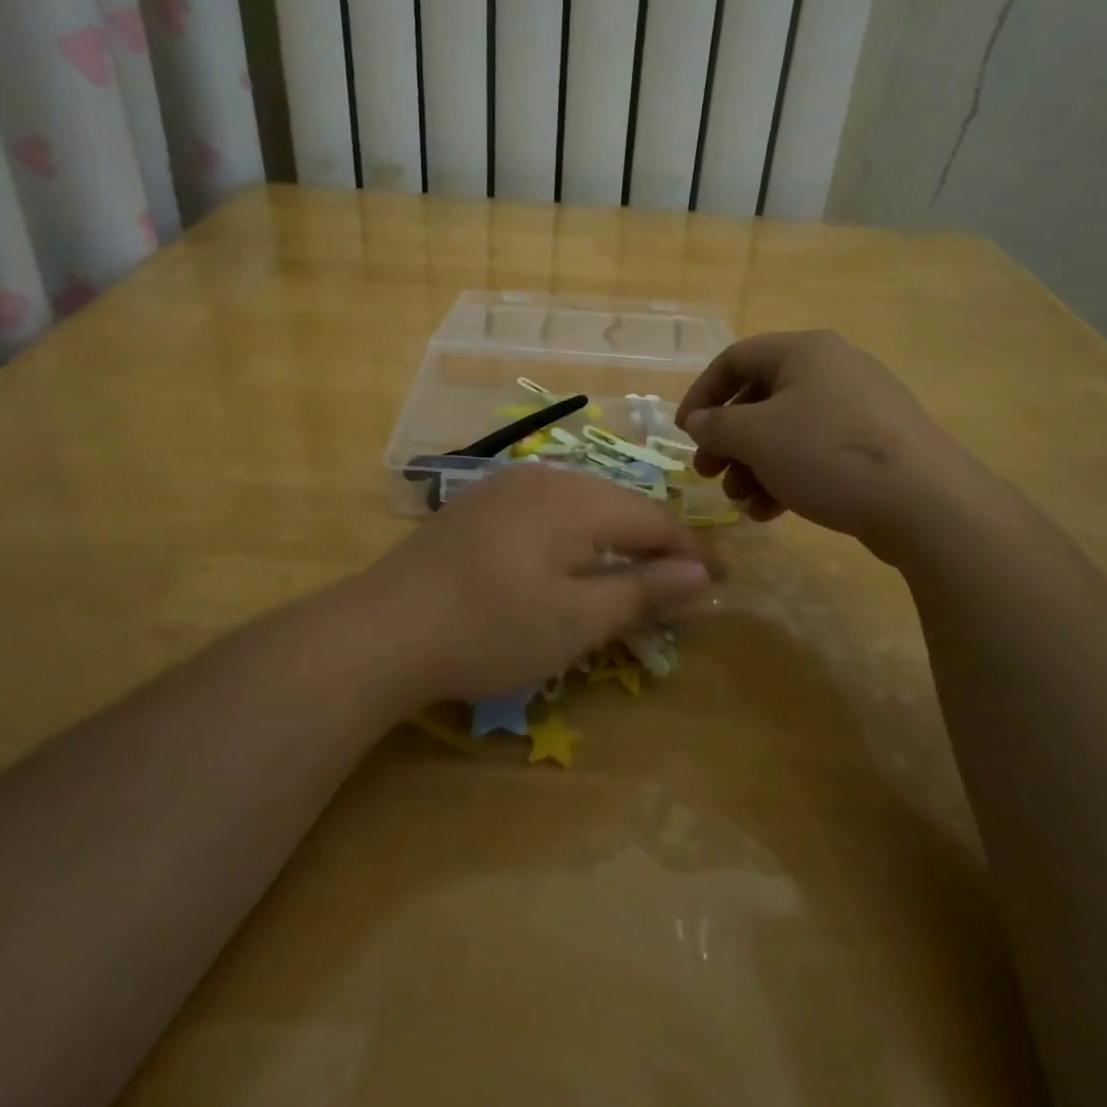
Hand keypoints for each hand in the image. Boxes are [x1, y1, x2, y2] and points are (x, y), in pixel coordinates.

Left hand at [360, 465, 712, 703]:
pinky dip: (574, 534)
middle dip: (655, 543)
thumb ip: (644, 592)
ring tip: (634, 570)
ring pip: (582, 503)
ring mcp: (506, 486)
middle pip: (620, 505)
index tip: (722, 581)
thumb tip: (704, 576)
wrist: (383, 629)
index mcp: (577, 500)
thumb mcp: (578, 620)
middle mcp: (545, 478)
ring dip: (614, 536)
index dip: (692, 552)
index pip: (654, 520)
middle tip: (683, 582)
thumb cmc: (492, 628)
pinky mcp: (479, 504)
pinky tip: (569, 558)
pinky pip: (547, 509)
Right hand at [675, 330, 961, 540]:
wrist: (926, 503)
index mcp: (804, 351)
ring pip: (786, 431)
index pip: (734, 359)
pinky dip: (787, 476)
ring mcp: (858, 408)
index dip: (702, 394)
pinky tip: (772, 512)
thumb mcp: (757, 437)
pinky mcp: (875, 445)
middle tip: (709, 474)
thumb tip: (699, 424)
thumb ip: (718, 426)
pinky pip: (816, 452)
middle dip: (728, 440)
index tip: (685, 434)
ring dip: (754, 465)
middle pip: (760, 398)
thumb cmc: (828, 454)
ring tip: (741, 501)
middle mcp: (832, 369)